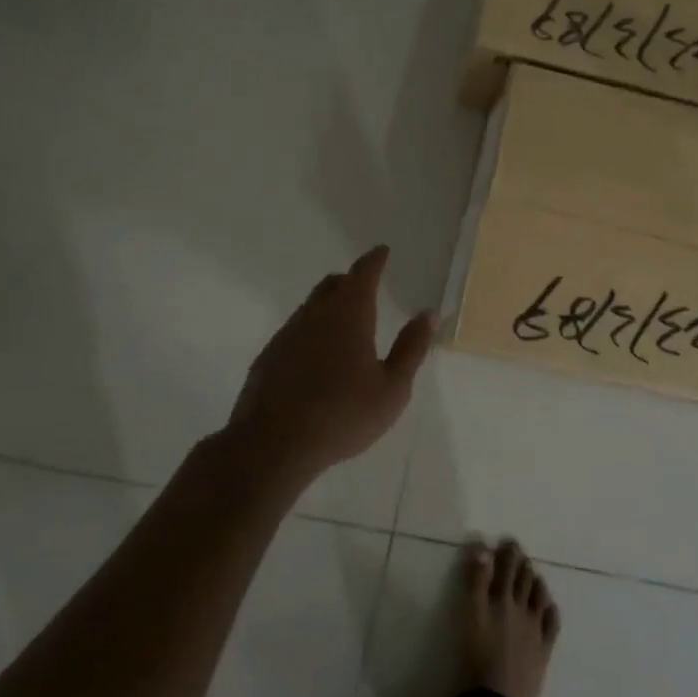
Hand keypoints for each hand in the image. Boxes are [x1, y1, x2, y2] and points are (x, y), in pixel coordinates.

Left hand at [225, 245, 435, 479]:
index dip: (375, 260)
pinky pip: (295, 331)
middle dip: (351, 281)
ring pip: (311, 307)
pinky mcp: (269, 356)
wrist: (272, 445)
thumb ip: (411, 348)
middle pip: (333, 284)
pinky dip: (312, 331)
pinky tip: (317, 358)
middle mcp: (315, 314)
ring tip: (344, 325)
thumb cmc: (343, 415)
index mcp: (349, 314)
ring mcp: (287, 334)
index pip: (363, 273)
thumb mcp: (392, 388)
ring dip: (329, 306)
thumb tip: (429, 313)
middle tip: (366, 287)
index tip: (382, 251)